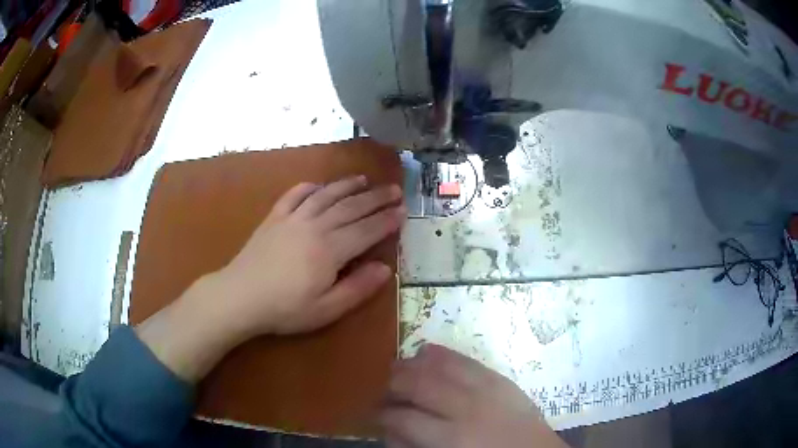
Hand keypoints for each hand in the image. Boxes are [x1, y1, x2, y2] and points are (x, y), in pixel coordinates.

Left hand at [136, 176, 404, 381]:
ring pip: (326, 196)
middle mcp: (315, 226)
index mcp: (330, 250)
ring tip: (364, 179)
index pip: (366, 230)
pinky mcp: (274, 218)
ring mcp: (292, 218)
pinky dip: (309, 187)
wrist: (240, 297)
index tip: (403, 211)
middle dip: (375, 198)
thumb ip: (357, 288)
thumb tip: (385, 269)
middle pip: (351, 207)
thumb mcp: (326, 309)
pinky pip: (294, 195)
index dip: (387, 220)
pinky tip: (318, 185)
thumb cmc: (285, 309)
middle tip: (393, 189)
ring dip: (346, 186)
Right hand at [380, 344, 567, 447]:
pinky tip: (428, 351)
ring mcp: (486, 390)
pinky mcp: (501, 379)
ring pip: (440, 367)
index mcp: (451, 438)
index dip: (383, 414)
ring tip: (399, 367)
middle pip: (419, 385)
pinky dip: (444, 354)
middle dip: (394, 383)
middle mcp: (466, 409)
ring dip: (413, 364)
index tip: (375, 414)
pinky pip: (467, 360)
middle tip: (384, 388)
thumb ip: (414, 447)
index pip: (403, 418)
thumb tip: (391, 430)